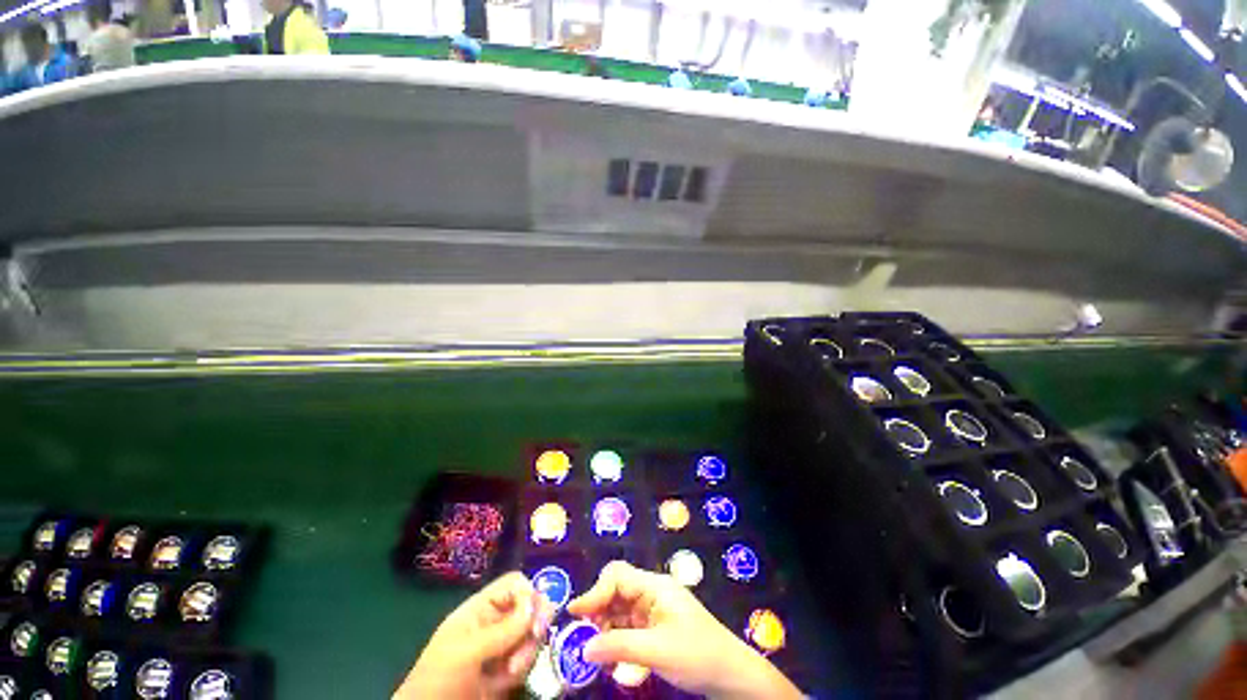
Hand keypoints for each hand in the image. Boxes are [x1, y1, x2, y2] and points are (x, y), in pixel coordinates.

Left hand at [394, 572, 556, 699]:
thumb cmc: (437, 682)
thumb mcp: (466, 653)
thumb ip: (502, 630)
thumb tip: (535, 606)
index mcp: (480, 610)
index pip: (513, 585)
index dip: (527, 593)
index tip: (532, 615)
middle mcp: (495, 624)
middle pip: (529, 607)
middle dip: (533, 623)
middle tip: (534, 637)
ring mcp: (502, 648)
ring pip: (532, 634)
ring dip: (528, 650)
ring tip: (510, 673)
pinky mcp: (507, 671)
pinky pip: (528, 659)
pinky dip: (524, 668)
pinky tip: (507, 682)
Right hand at [567, 561, 801, 699]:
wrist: (731, 675)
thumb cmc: (698, 655)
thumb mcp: (657, 651)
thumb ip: (619, 646)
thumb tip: (584, 648)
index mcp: (655, 586)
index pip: (618, 577)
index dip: (595, 592)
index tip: (575, 614)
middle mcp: (652, 593)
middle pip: (617, 590)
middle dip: (597, 609)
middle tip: (581, 633)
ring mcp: (654, 610)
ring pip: (620, 609)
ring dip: (604, 626)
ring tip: (593, 647)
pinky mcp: (655, 628)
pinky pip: (628, 626)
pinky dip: (615, 637)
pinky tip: (609, 654)